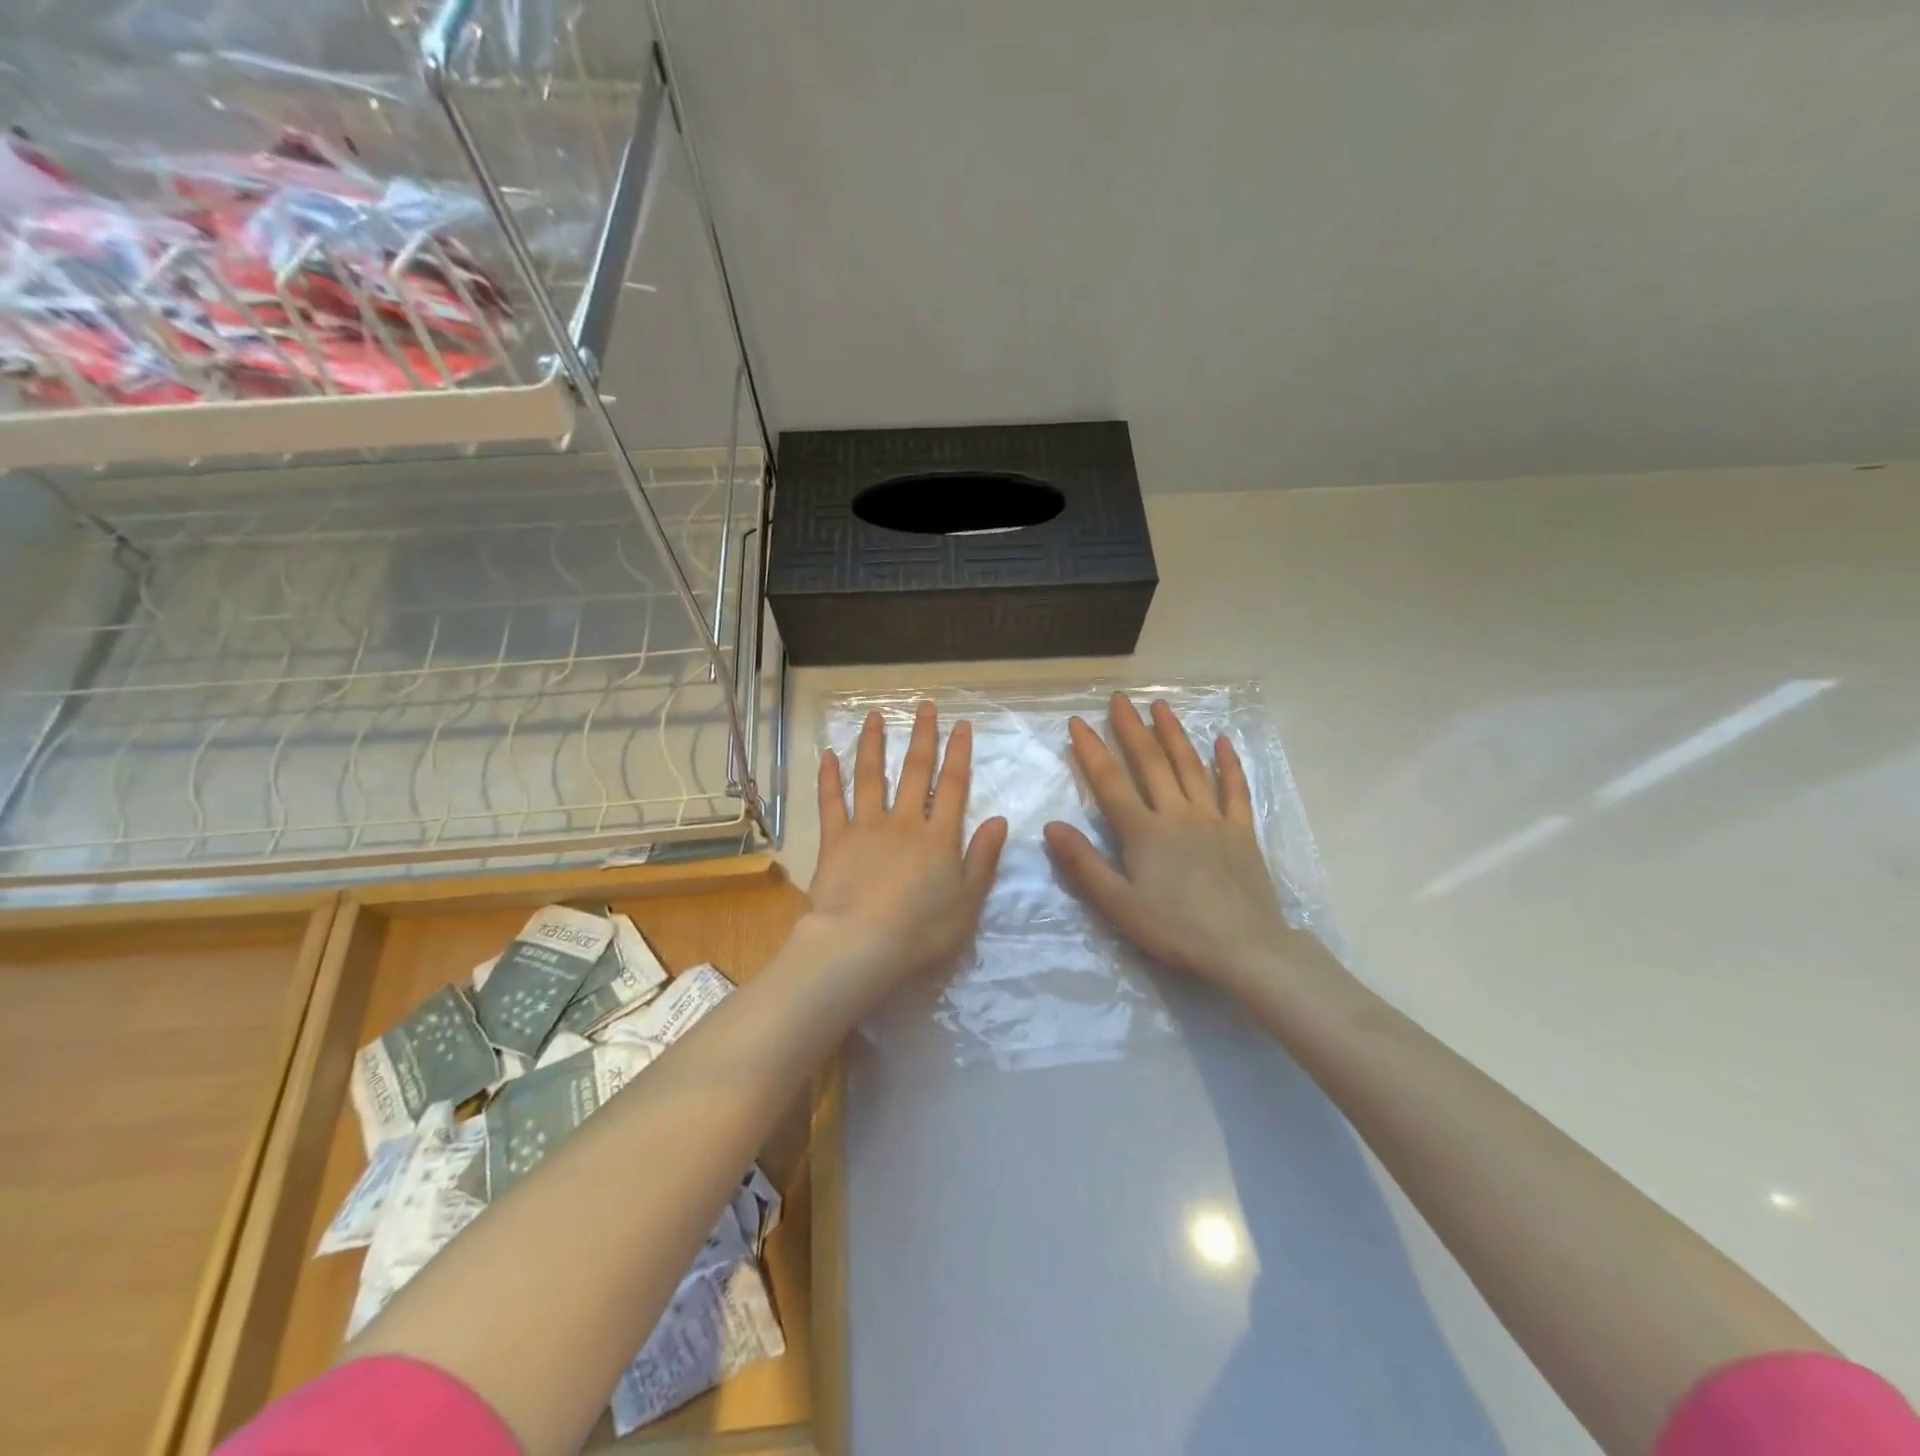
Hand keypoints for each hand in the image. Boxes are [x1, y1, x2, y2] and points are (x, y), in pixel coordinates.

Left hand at [805, 702, 1008, 989]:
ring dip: (874, 745)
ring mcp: (866, 827)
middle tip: (924, 707)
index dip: (958, 754)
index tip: (961, 725)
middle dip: (922, 737)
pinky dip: (829, 778)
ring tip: (874, 717)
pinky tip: (828, 755)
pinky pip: (831, 803)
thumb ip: (983, 858)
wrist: (861, 945)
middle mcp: (904, 822)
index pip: (952, 786)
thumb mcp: (967, 901)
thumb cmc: (921, 930)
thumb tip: (998, 819)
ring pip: (870, 777)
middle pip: (915, 772)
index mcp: (938, 837)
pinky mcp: (835, 841)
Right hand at [1044, 694, 1305, 993]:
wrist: (1245, 949)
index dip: (1092, 751)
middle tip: (1120, 699)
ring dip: (1174, 734)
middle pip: (1151, 763)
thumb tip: (1052, 826)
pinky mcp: (1242, 832)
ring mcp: (1213, 819)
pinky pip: (1235, 789)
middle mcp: (1176, 814)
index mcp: (1144, 832)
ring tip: (1161, 706)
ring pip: (1190, 766)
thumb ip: (1084, 864)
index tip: (1077, 722)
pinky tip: (1222, 741)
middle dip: (1132, 728)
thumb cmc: (1175, 930)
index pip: (1110, 782)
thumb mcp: (1118, 905)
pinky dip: (1228, 763)